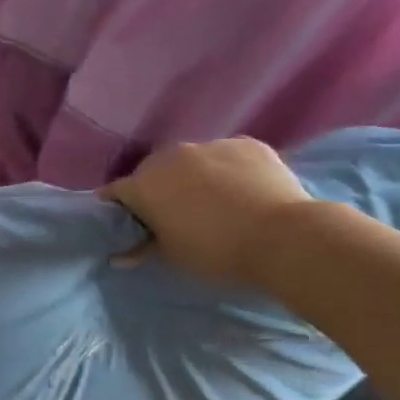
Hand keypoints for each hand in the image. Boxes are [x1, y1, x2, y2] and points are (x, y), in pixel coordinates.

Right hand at [100, 137, 313, 286]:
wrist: (283, 237)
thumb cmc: (216, 251)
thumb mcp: (173, 256)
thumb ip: (143, 248)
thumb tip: (119, 257)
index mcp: (144, 185)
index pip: (115, 192)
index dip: (119, 207)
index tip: (128, 222)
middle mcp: (170, 157)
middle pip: (153, 171)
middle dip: (157, 188)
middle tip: (174, 213)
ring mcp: (210, 144)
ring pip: (192, 160)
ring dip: (195, 176)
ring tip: (216, 201)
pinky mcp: (246, 143)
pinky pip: (228, 155)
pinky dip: (230, 170)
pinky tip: (246, 191)